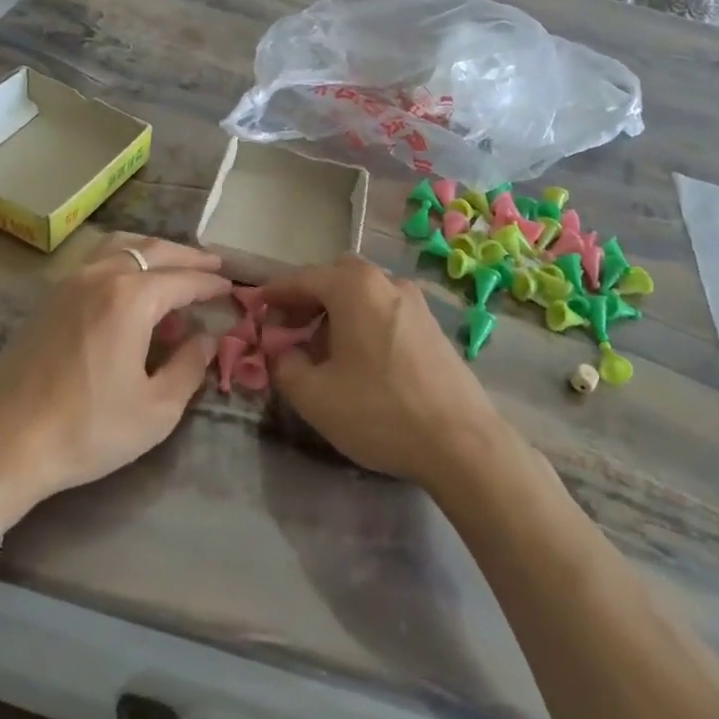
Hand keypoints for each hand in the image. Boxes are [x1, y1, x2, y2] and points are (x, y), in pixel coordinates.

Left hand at [0, 235, 229, 527]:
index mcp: (130, 298)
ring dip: (153, 253)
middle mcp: (100, 277)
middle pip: (153, 251)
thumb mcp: (156, 409)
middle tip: (214, 265)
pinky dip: (124, 262)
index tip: (232, 288)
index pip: (184, 280)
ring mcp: (69, 284)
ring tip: (174, 269)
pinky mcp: (48, 299)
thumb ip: (189, 366)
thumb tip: (207, 339)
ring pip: (120, 248)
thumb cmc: (87, 430)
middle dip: (187, 257)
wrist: (3, 446)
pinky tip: (130, 288)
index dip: (211, 284)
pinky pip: (96, 262)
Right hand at [266, 256, 507, 488]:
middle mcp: (387, 282)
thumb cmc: (380, 411)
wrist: (461, 441)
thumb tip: (280, 351)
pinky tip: (360, 358)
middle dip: (309, 296)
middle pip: (337, 276)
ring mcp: (415, 302)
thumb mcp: (314, 396)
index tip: (256, 308)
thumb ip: (284, 365)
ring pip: (365, 292)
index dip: (276, 293)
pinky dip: (364, 320)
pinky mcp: (433, 326)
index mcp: (355, 287)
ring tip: (323, 348)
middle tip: (291, 327)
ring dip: (338, 309)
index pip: (303, 279)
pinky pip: (386, 309)